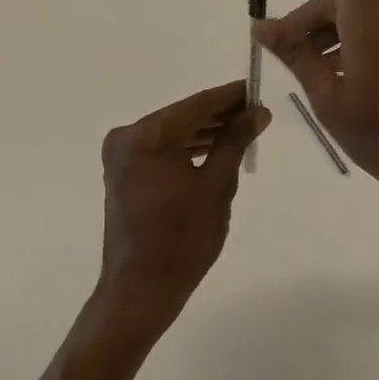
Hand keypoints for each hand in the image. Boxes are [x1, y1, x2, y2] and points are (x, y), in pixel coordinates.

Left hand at [96, 79, 269, 333]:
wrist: (140, 290)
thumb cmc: (183, 239)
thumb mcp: (217, 186)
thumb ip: (235, 141)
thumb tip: (257, 112)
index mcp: (148, 135)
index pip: (197, 104)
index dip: (230, 96)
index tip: (256, 88)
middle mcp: (128, 136)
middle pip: (183, 115)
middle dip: (220, 114)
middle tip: (256, 112)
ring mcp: (122, 155)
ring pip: (172, 132)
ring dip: (205, 131)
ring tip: (243, 130)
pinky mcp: (123, 172)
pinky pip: (161, 149)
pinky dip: (186, 147)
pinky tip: (215, 148)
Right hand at [253, 0, 378, 226]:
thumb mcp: (330, 101)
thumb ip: (296, 57)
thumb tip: (261, 25)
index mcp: (370, 24)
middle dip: (304, 20)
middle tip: (279, 55)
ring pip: (352, 18)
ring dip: (322, 36)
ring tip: (304, 74)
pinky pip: (370, 33)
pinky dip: (344, 45)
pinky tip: (332, 78)